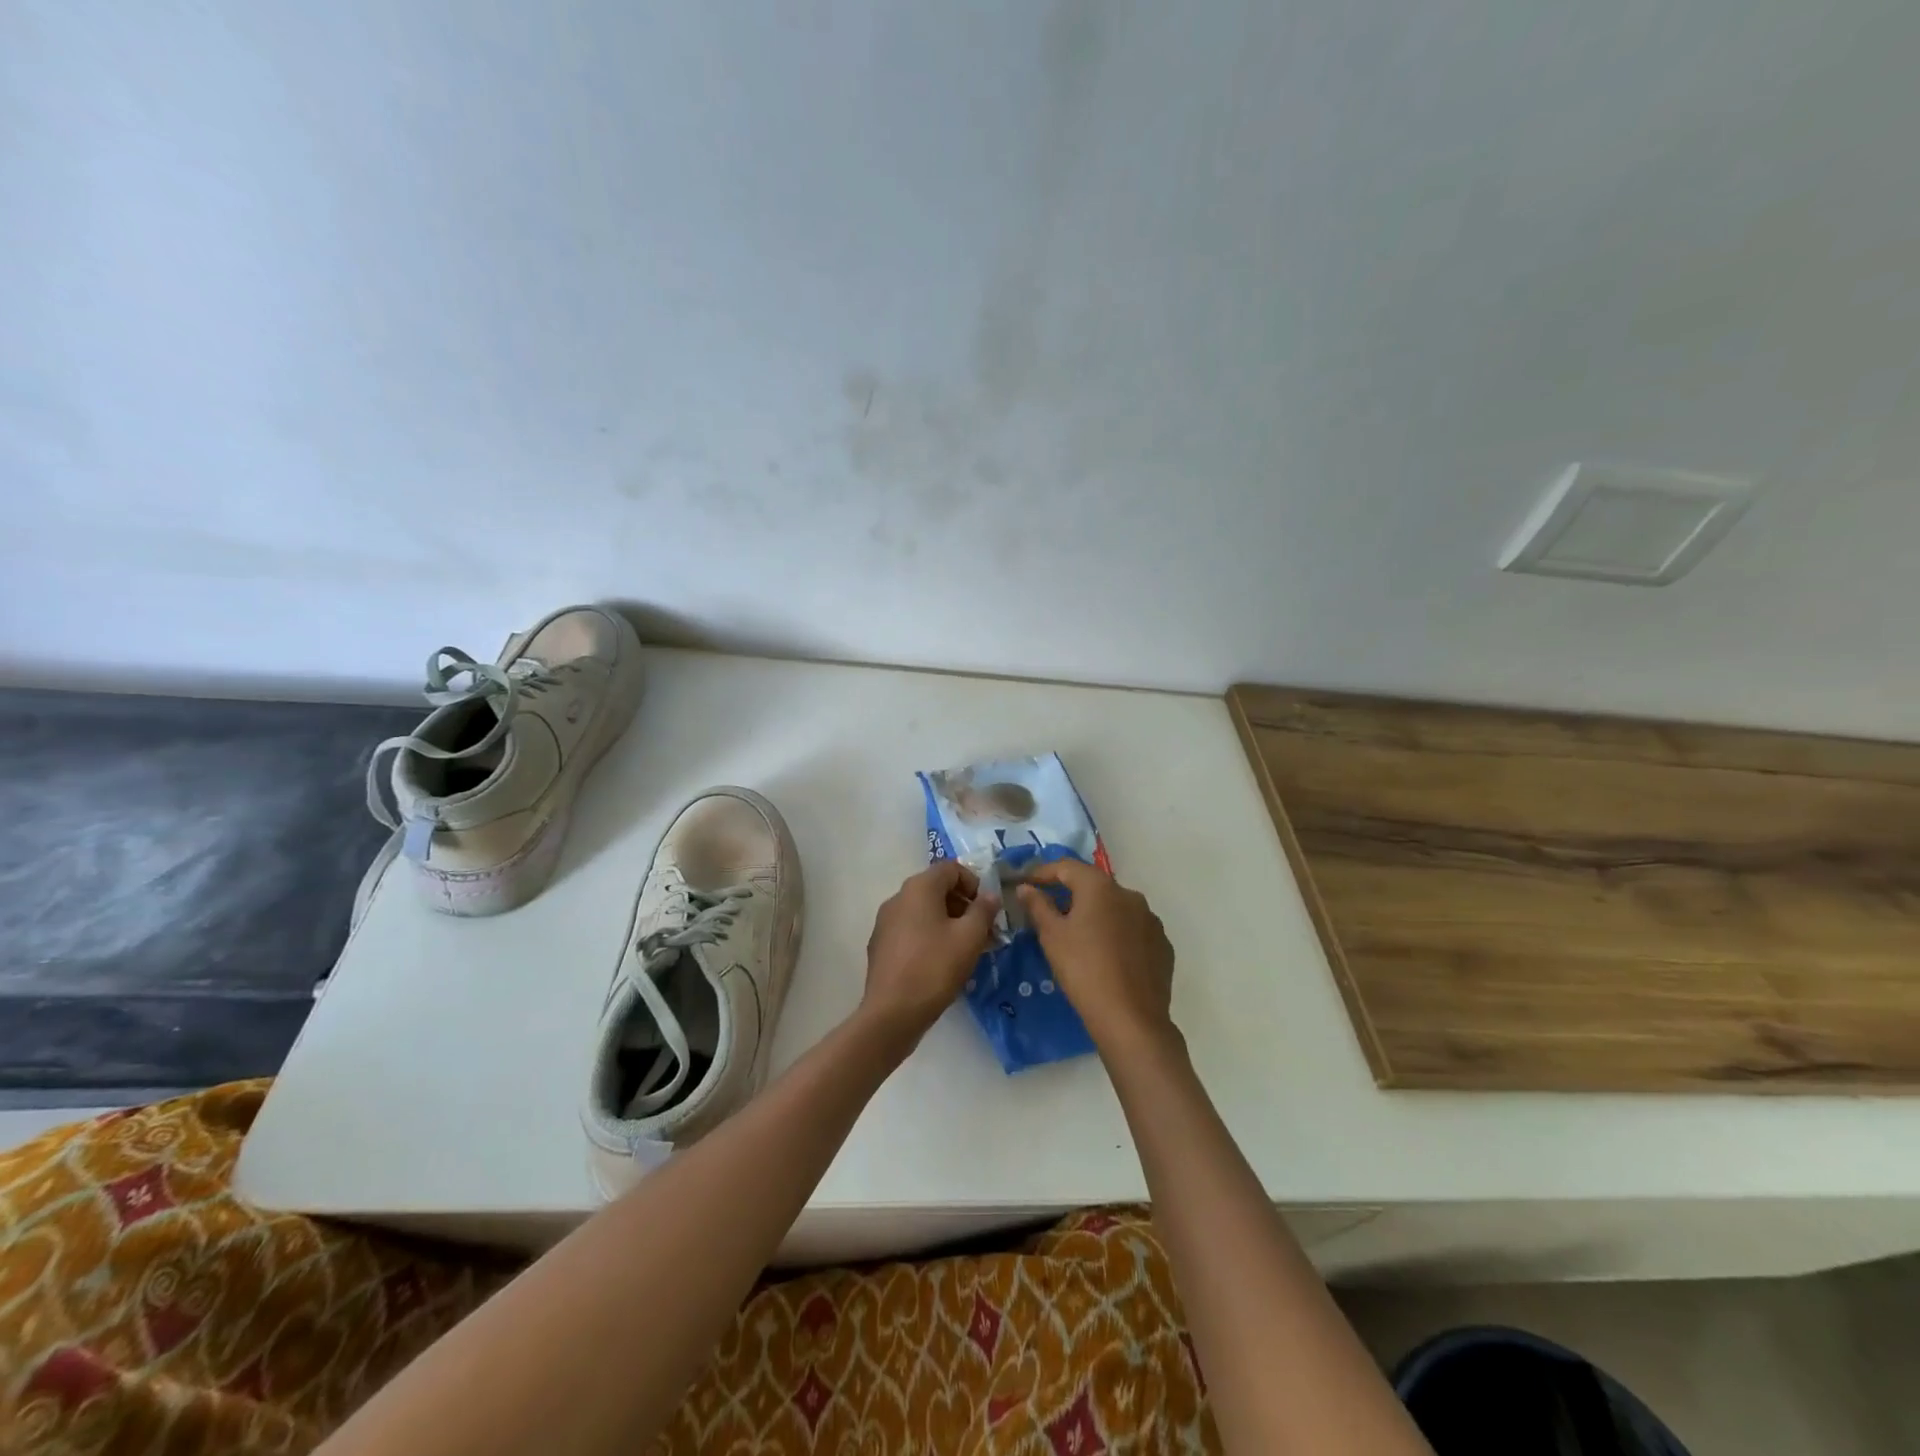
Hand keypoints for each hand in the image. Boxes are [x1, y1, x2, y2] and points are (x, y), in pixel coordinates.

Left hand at [862, 861, 1000, 1041]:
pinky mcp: (880, 945)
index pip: (951, 868)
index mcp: (919, 888)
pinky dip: (930, 936)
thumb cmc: (935, 968)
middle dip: (964, 905)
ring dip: (949, 922)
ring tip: (967, 949)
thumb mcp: (970, 937)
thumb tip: (990, 895)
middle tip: (983, 932)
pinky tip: (942, 962)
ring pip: (924, 911)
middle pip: (937, 888)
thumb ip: (984, 910)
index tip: (987, 909)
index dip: (974, 883)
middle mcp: (898, 897)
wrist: (892, 1012)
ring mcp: (885, 921)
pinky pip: (911, 929)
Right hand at [1015, 859, 1175, 1056]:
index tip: (1025, 884)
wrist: (1131, 1019)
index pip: (1066, 867)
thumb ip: (1038, 906)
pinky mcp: (1162, 945)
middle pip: (1093, 886)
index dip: (1042, 872)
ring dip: (1096, 915)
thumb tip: (1026, 888)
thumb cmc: (1083, 970)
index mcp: (1100, 887)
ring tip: (1079, 937)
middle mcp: (1130, 895)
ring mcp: (1151, 920)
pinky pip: (1133, 930)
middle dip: (1070, 894)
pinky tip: (1107, 956)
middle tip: (1049, 912)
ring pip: (1116, 908)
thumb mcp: (1052, 937)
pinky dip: (1117, 935)